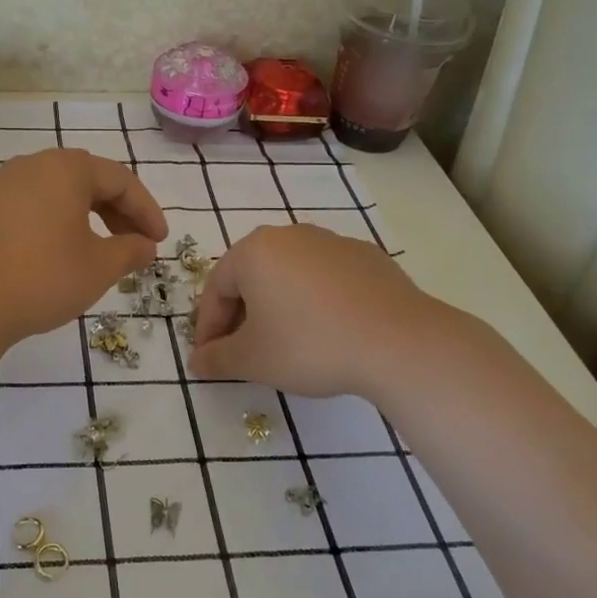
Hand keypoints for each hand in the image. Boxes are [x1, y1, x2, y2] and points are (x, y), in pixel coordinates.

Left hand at [0, 149, 167, 355]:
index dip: (146, 210)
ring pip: (56, 195)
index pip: (120, 180)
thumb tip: (145, 245)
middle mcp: (31, 166)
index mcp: (65, 169)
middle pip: (86, 181)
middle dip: (117, 212)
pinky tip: (55, 256)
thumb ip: (130, 251)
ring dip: (85, 219)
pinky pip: (29, 209)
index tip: (160, 241)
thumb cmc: (41, 277)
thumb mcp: (98, 267)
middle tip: (135, 245)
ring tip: (99, 252)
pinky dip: (53, 225)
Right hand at [189, 224, 459, 398]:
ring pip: (289, 274)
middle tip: (243, 351)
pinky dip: (316, 301)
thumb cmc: (309, 345)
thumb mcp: (252, 360)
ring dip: (278, 305)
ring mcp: (331, 242)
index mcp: (253, 251)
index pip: (216, 288)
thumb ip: (217, 359)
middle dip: (241, 314)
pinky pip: (326, 278)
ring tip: (286, 342)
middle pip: (251, 276)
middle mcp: (289, 235)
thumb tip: (197, 362)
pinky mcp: (367, 257)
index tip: (210, 359)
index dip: (208, 327)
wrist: (399, 342)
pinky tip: (327, 331)